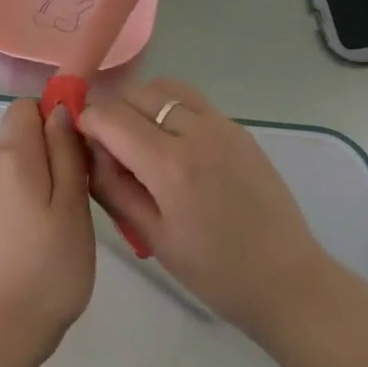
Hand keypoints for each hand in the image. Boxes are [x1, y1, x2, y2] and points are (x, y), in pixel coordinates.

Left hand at [0, 99, 95, 364]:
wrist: (2, 327)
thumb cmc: (50, 267)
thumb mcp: (73, 205)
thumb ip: (66, 152)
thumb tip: (58, 110)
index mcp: (10, 157)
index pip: (24, 107)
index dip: (52, 118)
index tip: (76, 151)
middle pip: (19, 136)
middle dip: (48, 153)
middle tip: (76, 195)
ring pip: (12, 164)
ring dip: (37, 179)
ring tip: (58, 221)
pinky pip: (1, 188)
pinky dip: (22, 199)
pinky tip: (36, 234)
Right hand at [80, 79, 333, 336]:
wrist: (285, 278)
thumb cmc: (213, 271)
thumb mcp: (151, 236)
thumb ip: (113, 187)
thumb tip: (90, 151)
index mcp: (171, 165)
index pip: (110, 116)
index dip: (87, 124)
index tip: (82, 146)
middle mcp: (197, 132)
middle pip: (136, 92)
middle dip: (112, 112)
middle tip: (109, 149)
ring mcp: (223, 125)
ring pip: (165, 88)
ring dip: (141, 104)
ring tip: (140, 142)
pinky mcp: (239, 129)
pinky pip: (192, 101)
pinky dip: (169, 110)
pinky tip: (172, 146)